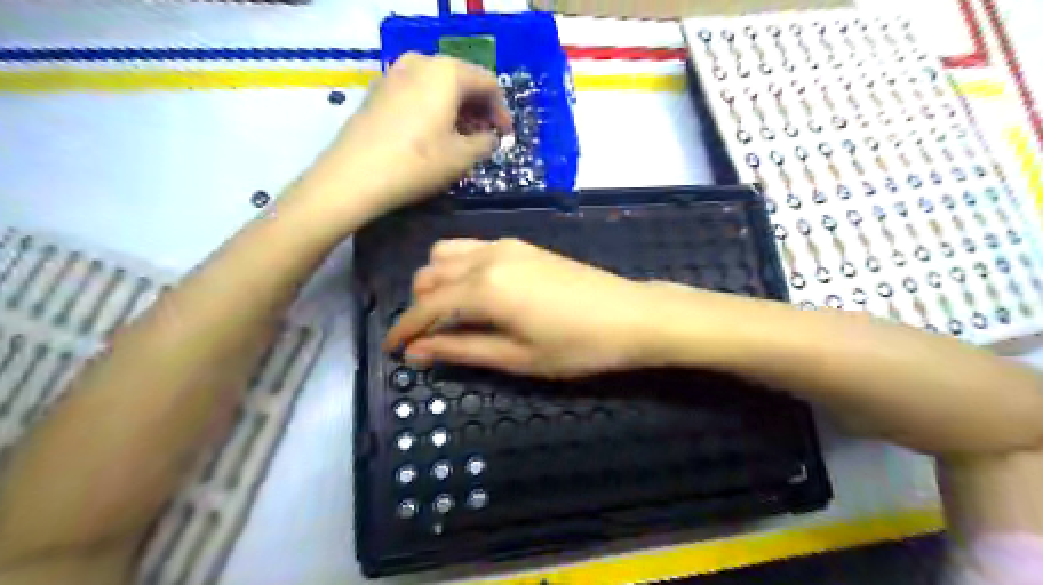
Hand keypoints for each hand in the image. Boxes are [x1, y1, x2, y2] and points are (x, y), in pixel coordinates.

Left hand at [292, 52, 512, 222]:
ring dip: (456, 109)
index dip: (501, 110)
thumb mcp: (462, 157)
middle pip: (462, 80)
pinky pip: (417, 93)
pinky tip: (433, 135)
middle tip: (485, 137)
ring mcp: (394, 74)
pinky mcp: (378, 91)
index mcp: (447, 73)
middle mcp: (420, 63)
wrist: (354, 176)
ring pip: (438, 86)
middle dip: (478, 109)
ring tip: (461, 138)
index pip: (488, 82)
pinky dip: (433, 109)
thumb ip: (486, 143)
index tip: (505, 136)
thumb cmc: (417, 163)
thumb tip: (490, 138)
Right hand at [382, 239, 657, 377]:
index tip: (394, 348)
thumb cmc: (575, 346)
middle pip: (430, 273)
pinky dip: (459, 267)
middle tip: (426, 337)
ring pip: (448, 253)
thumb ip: (462, 349)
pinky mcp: (523, 245)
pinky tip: (474, 293)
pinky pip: (473, 248)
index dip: (405, 329)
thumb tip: (418, 351)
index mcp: (483, 287)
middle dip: (419, 304)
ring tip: (448, 313)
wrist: (630, 316)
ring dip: (437, 281)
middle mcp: (487, 257)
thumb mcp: (516, 357)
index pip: (426, 305)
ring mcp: (506, 245)